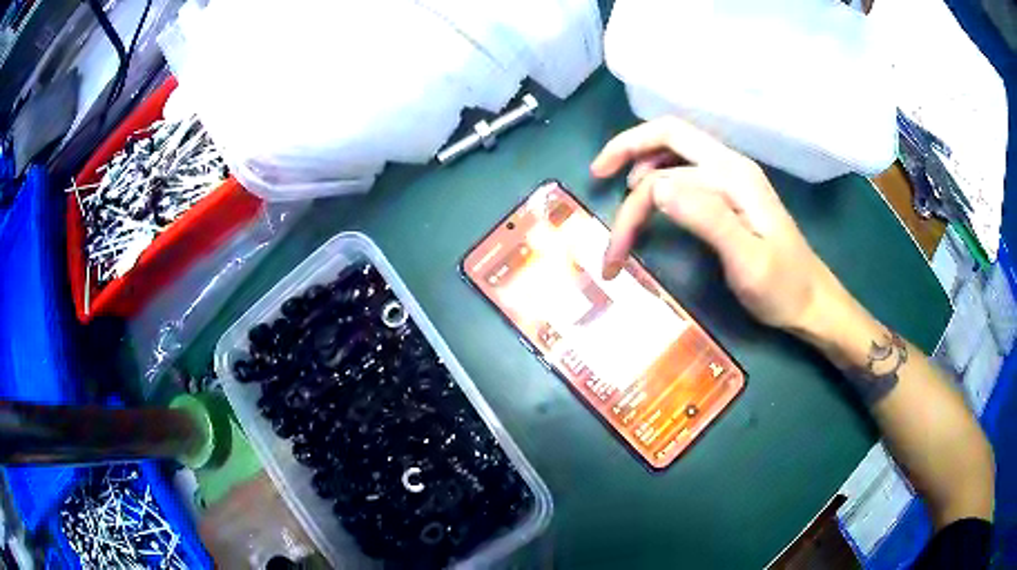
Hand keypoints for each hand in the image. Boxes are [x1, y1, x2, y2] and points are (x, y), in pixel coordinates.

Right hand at [590, 117, 839, 334]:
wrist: (813, 302)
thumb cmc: (783, 288)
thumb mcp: (747, 260)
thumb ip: (707, 218)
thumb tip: (655, 188)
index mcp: (733, 175)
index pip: (668, 157)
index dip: (631, 181)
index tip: (604, 216)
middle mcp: (730, 167)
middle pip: (669, 138)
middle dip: (627, 152)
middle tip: (597, 178)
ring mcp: (732, 180)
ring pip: (675, 156)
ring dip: (643, 169)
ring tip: (624, 199)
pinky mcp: (731, 198)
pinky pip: (687, 173)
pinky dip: (660, 180)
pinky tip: (654, 201)